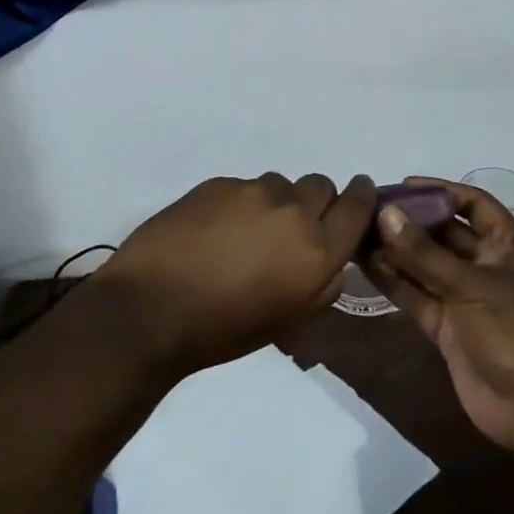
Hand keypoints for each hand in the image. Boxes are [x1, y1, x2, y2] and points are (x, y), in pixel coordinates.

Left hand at [93, 173, 377, 375]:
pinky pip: (242, 187)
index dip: (362, 196)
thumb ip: (322, 283)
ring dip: (273, 203)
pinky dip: (238, 203)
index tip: (357, 194)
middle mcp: (292, 212)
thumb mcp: (289, 318)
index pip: (358, 205)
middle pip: (320, 186)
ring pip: (279, 184)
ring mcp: (252, 192)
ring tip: (244, 233)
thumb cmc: (224, 329)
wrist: (152, 310)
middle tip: (290, 227)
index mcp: (317, 251)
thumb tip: (332, 260)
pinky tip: (214, 230)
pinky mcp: (217, 183)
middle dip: (314, 202)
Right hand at [362, 176, 513, 457]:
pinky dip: (393, 282)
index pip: (473, 205)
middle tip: (370, 209)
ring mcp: (463, 298)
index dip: (441, 191)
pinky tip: (366, 265)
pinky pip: (415, 297)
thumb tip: (385, 214)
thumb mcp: (470, 284)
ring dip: (396, 251)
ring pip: (424, 266)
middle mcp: (483, 266)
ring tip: (358, 234)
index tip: (404, 185)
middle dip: (411, 222)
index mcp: (505, 246)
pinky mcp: (445, 328)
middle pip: (444, 234)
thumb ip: (424, 253)